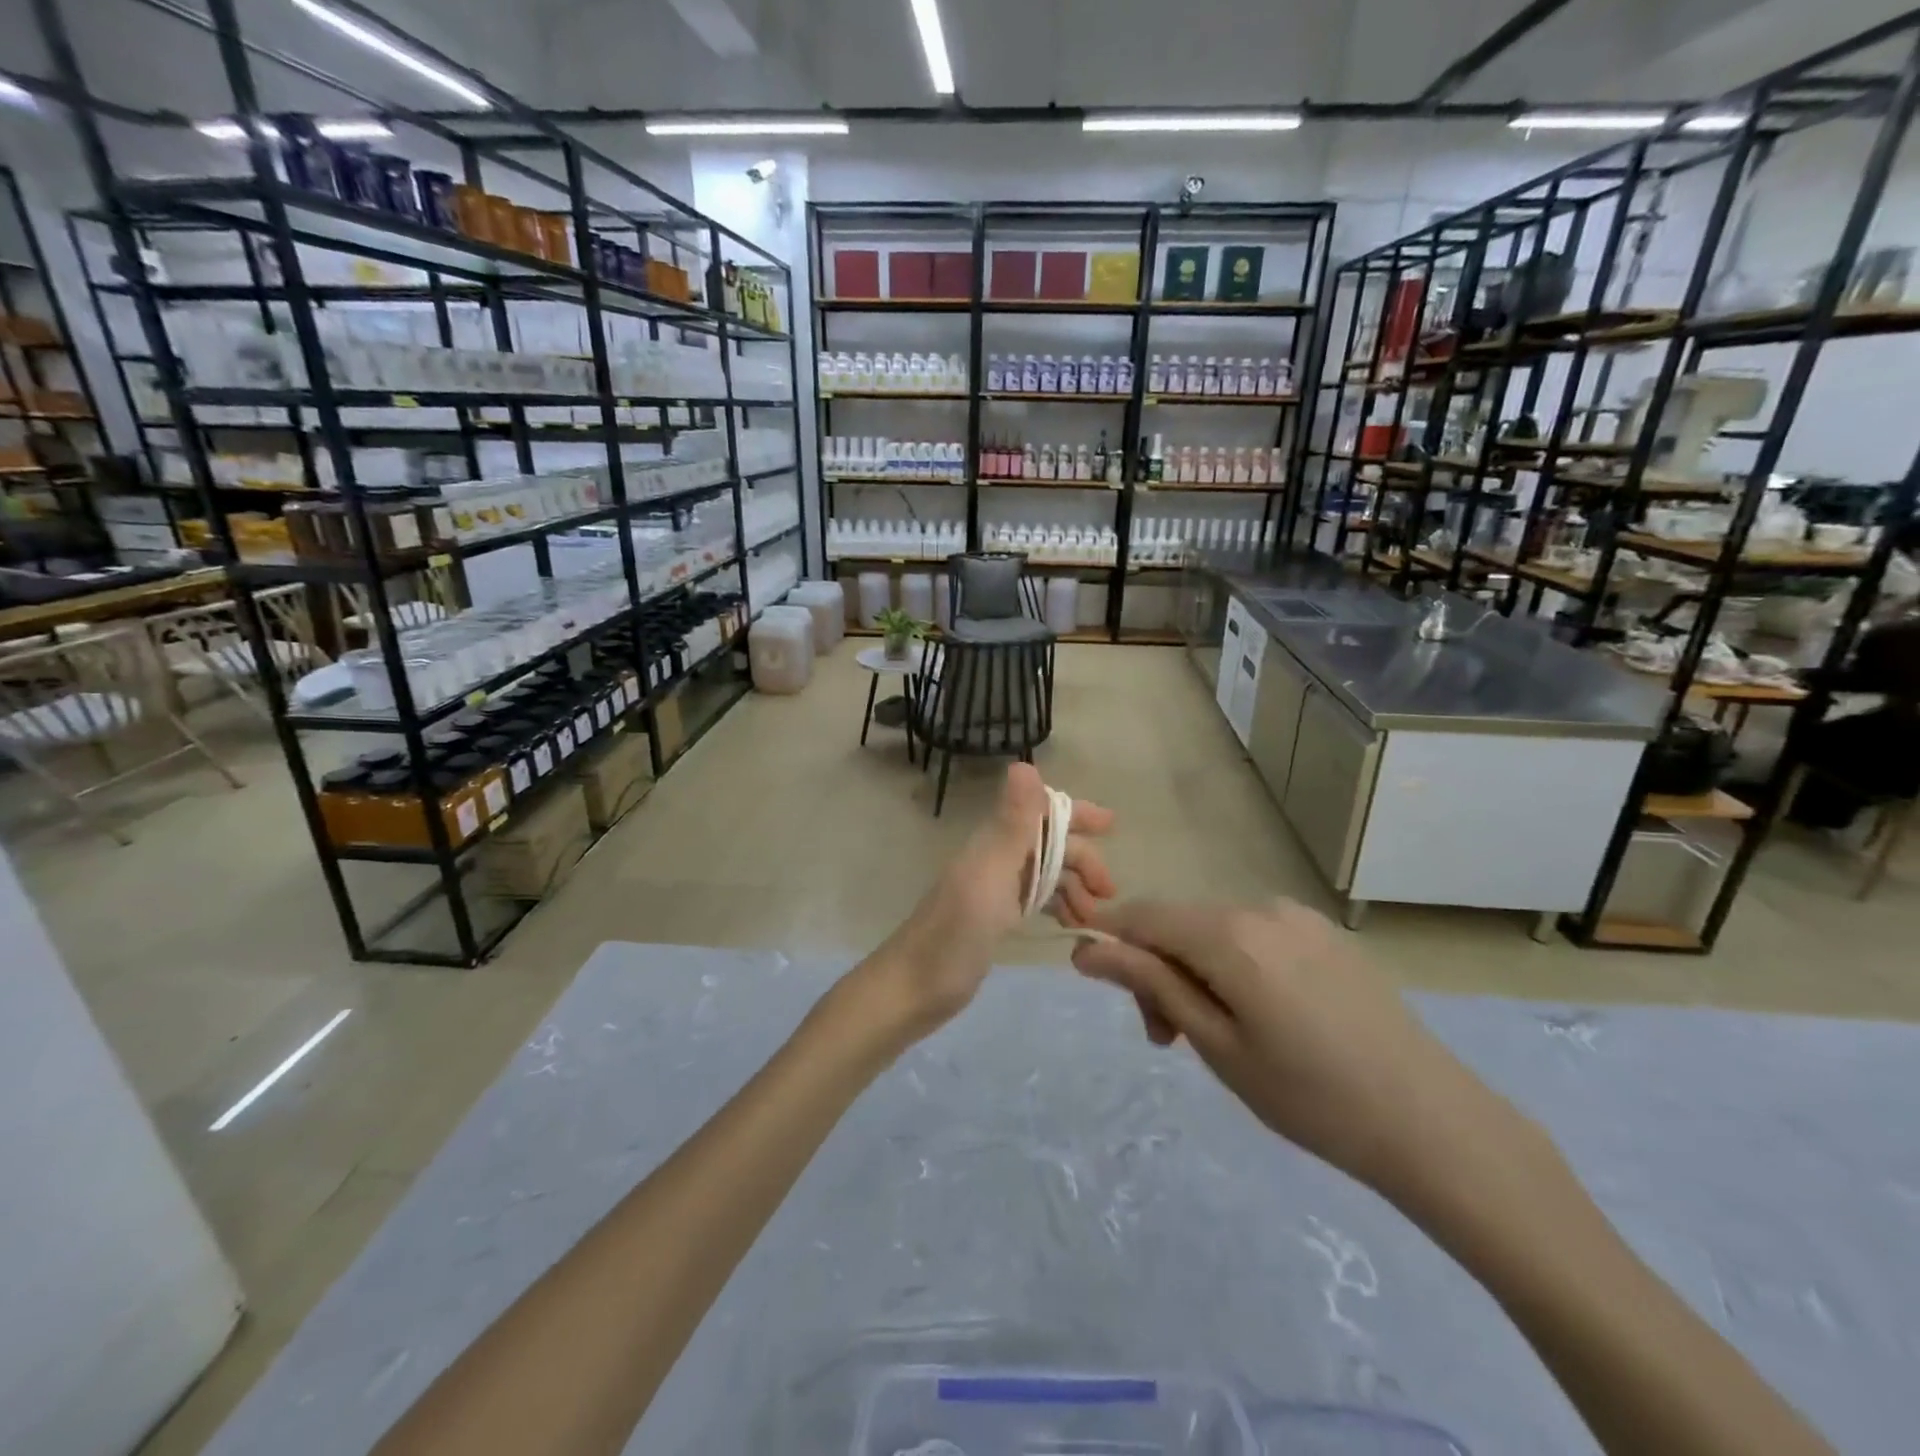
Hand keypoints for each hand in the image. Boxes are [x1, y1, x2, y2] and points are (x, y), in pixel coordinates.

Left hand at [859, 764, 1115, 1039]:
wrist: (912, 989)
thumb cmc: (954, 934)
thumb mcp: (989, 876)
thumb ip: (1011, 824)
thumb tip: (1025, 763)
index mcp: (994, 844)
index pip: (1041, 811)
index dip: (1075, 814)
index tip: (1112, 826)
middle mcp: (994, 859)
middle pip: (1048, 844)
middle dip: (1083, 860)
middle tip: (1110, 894)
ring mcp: (992, 890)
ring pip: (1044, 873)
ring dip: (1073, 886)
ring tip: (1094, 918)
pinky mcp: (992, 919)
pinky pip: (1034, 899)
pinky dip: (1057, 905)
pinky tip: (1071, 925)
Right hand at [1071, 899, 1499, 1199]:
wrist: (1433, 1123)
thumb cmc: (1310, 1096)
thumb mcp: (1216, 1044)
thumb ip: (1151, 984)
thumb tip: (1087, 950)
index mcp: (1230, 934)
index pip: (1144, 915)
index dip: (1108, 937)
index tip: (1088, 973)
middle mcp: (1261, 908)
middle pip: (1180, 925)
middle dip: (1158, 971)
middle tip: (1166, 1038)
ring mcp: (1299, 918)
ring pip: (1217, 932)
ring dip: (1197, 972)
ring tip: (1215, 1035)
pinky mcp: (1325, 935)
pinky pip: (1255, 937)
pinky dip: (1234, 967)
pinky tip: (1261, 1017)